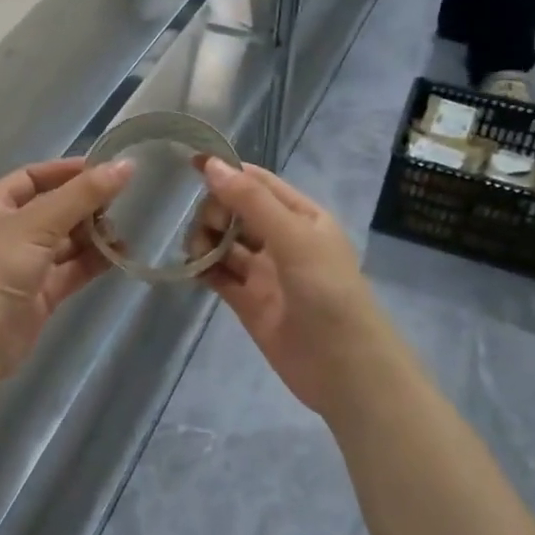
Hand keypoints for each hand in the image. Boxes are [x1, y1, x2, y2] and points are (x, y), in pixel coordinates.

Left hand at [0, 157, 134, 385]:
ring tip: (124, 228)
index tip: (106, 169)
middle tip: (123, 200)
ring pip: (65, 240)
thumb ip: (83, 194)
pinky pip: (72, 268)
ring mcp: (24, 263)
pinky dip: (94, 260)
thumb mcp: (39, 222)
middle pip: (53, 208)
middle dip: (85, 204)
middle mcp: (7, 230)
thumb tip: (126, 165)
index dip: (67, 171)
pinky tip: (120, 253)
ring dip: (93, 233)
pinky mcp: (40, 292)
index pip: (33, 176)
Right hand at [187, 159, 402, 419]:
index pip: (257, 182)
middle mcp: (281, 238)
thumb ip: (251, 202)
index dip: (226, 171)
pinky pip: (218, 274)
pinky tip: (192, 269)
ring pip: (223, 242)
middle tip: (209, 230)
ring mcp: (264, 271)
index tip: (190, 165)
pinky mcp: (248, 301)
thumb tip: (211, 165)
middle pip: (235, 211)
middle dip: (214, 211)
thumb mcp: (294, 238)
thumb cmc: (328, 293)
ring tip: (197, 253)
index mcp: (301, 216)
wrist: (345, 369)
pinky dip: (202, 268)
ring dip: (205, 239)